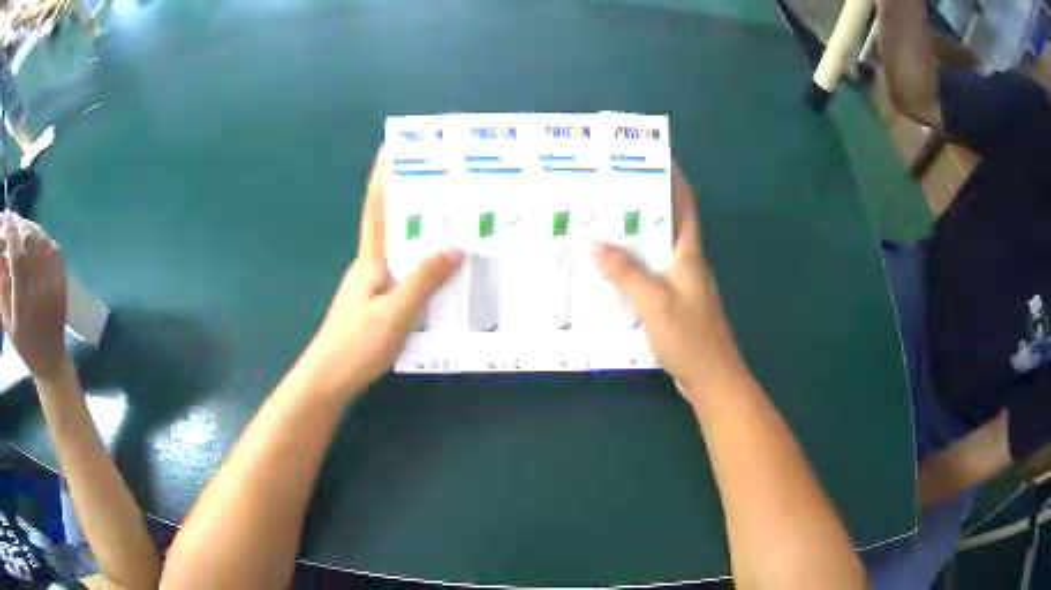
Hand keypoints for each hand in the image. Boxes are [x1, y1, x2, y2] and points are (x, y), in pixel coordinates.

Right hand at [0, 212, 69, 382]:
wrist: (51, 359)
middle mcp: (39, 284)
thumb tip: (1, 256)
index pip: (16, 254)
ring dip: (24, 226)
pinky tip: (28, 233)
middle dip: (16, 225)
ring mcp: (53, 276)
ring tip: (16, 225)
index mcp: (24, 300)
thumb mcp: (8, 324)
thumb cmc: (25, 345)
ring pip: (37, 236)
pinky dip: (35, 233)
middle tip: (10, 220)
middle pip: (26, 239)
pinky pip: (47, 242)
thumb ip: (3, 289)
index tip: (5, 222)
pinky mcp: (61, 272)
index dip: (10, 233)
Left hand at [301, 151, 463, 399]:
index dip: (382, 181)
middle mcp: (370, 270)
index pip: (376, 212)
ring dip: (424, 244)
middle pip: (394, 231)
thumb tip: (457, 245)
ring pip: (402, 259)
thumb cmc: (355, 344)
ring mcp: (371, 292)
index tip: (390, 151)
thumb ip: (424, 280)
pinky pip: (405, 283)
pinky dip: (423, 276)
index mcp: (370, 262)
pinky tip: (444, 284)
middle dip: (415, 209)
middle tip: (448, 192)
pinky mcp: (376, 312)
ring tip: (457, 233)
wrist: (327, 382)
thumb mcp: (395, 312)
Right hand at [592, 167, 744, 404]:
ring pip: (659, 252)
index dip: (674, 182)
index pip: (685, 207)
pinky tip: (615, 273)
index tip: (655, 161)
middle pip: (670, 226)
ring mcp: (684, 286)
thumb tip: (596, 242)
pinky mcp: (676, 306)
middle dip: (647, 206)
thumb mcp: (655, 301)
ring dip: (639, 238)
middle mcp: (689, 264)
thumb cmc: (690, 336)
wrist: (712, 378)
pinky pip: (653, 276)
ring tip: (607, 227)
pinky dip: (636, 268)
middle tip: (613, 192)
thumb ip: (626, 272)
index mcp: (690, 254)